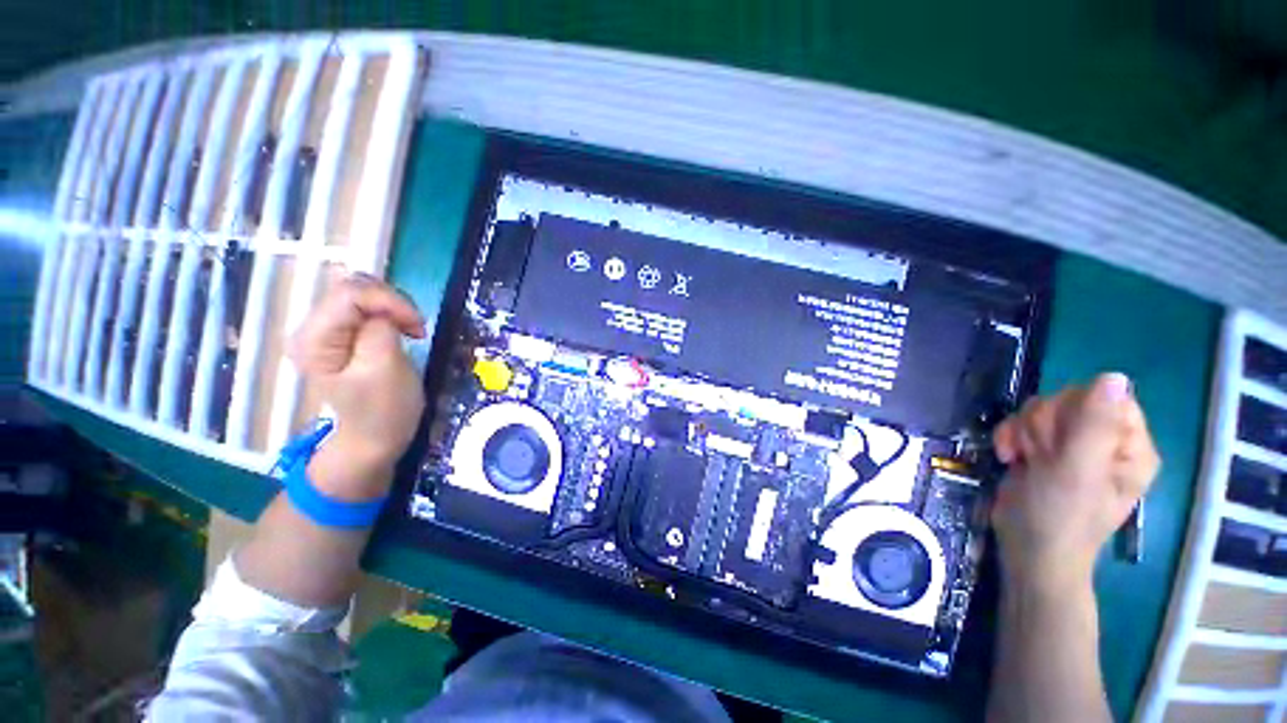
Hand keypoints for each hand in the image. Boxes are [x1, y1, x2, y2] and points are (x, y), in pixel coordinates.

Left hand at [287, 270, 426, 488]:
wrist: (375, 437)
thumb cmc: (383, 410)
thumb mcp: (386, 369)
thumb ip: (381, 329)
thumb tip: (385, 308)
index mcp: (314, 339)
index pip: (350, 293)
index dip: (390, 300)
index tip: (419, 326)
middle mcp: (310, 327)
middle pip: (353, 287)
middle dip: (392, 301)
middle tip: (416, 328)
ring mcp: (325, 329)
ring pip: (362, 292)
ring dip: (394, 306)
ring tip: (411, 330)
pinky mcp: (341, 333)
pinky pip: (367, 306)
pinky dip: (391, 311)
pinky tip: (401, 328)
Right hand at [991, 372, 1159, 589]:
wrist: (1027, 547)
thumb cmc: (1060, 516)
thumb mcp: (1078, 470)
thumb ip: (1095, 424)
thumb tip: (1115, 376)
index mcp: (1131, 445)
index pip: (1106, 396)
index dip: (1074, 410)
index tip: (1061, 441)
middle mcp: (1106, 440)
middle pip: (1069, 399)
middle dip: (1043, 425)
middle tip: (1040, 456)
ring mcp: (1074, 446)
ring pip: (1041, 409)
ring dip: (1023, 432)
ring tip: (1024, 460)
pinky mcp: (1045, 450)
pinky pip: (1023, 422)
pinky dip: (1010, 436)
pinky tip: (1010, 457)